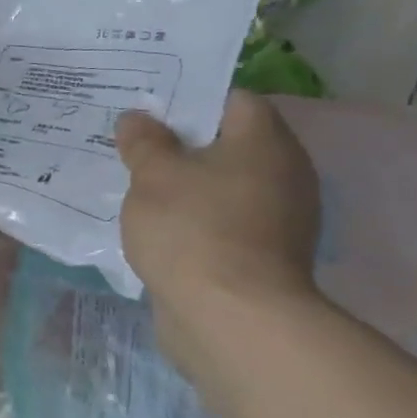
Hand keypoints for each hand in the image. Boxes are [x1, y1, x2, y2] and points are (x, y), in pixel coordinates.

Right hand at [116, 90, 320, 315]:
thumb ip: (144, 142)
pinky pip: (222, 222)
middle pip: (228, 145)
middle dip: (181, 145)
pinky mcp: (262, 257)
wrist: (231, 318)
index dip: (189, 99)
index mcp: (266, 142)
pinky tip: (158, 227)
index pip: (232, 100)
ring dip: (186, 186)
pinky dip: (194, 220)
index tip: (147, 108)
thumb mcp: (153, 176)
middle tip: (133, 146)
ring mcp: (278, 220)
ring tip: (137, 186)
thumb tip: (136, 118)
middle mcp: (284, 174)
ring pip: (223, 186)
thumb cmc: (193, 229)